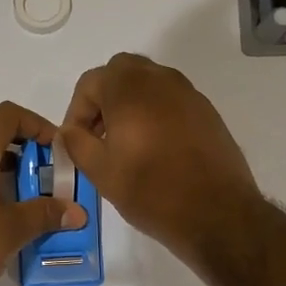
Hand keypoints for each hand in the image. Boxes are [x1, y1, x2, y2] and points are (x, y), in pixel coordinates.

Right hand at [56, 53, 258, 262]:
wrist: (217, 212)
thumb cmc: (151, 191)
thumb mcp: (101, 172)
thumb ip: (77, 144)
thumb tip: (69, 131)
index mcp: (129, 89)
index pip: (90, 82)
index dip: (76, 111)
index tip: (77, 142)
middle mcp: (160, 80)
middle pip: (121, 72)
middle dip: (104, 99)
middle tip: (99, 135)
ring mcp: (188, 93)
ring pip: (149, 83)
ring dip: (130, 104)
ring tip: (125, 144)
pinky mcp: (207, 112)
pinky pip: (171, 100)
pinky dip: (155, 113)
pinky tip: (155, 150)